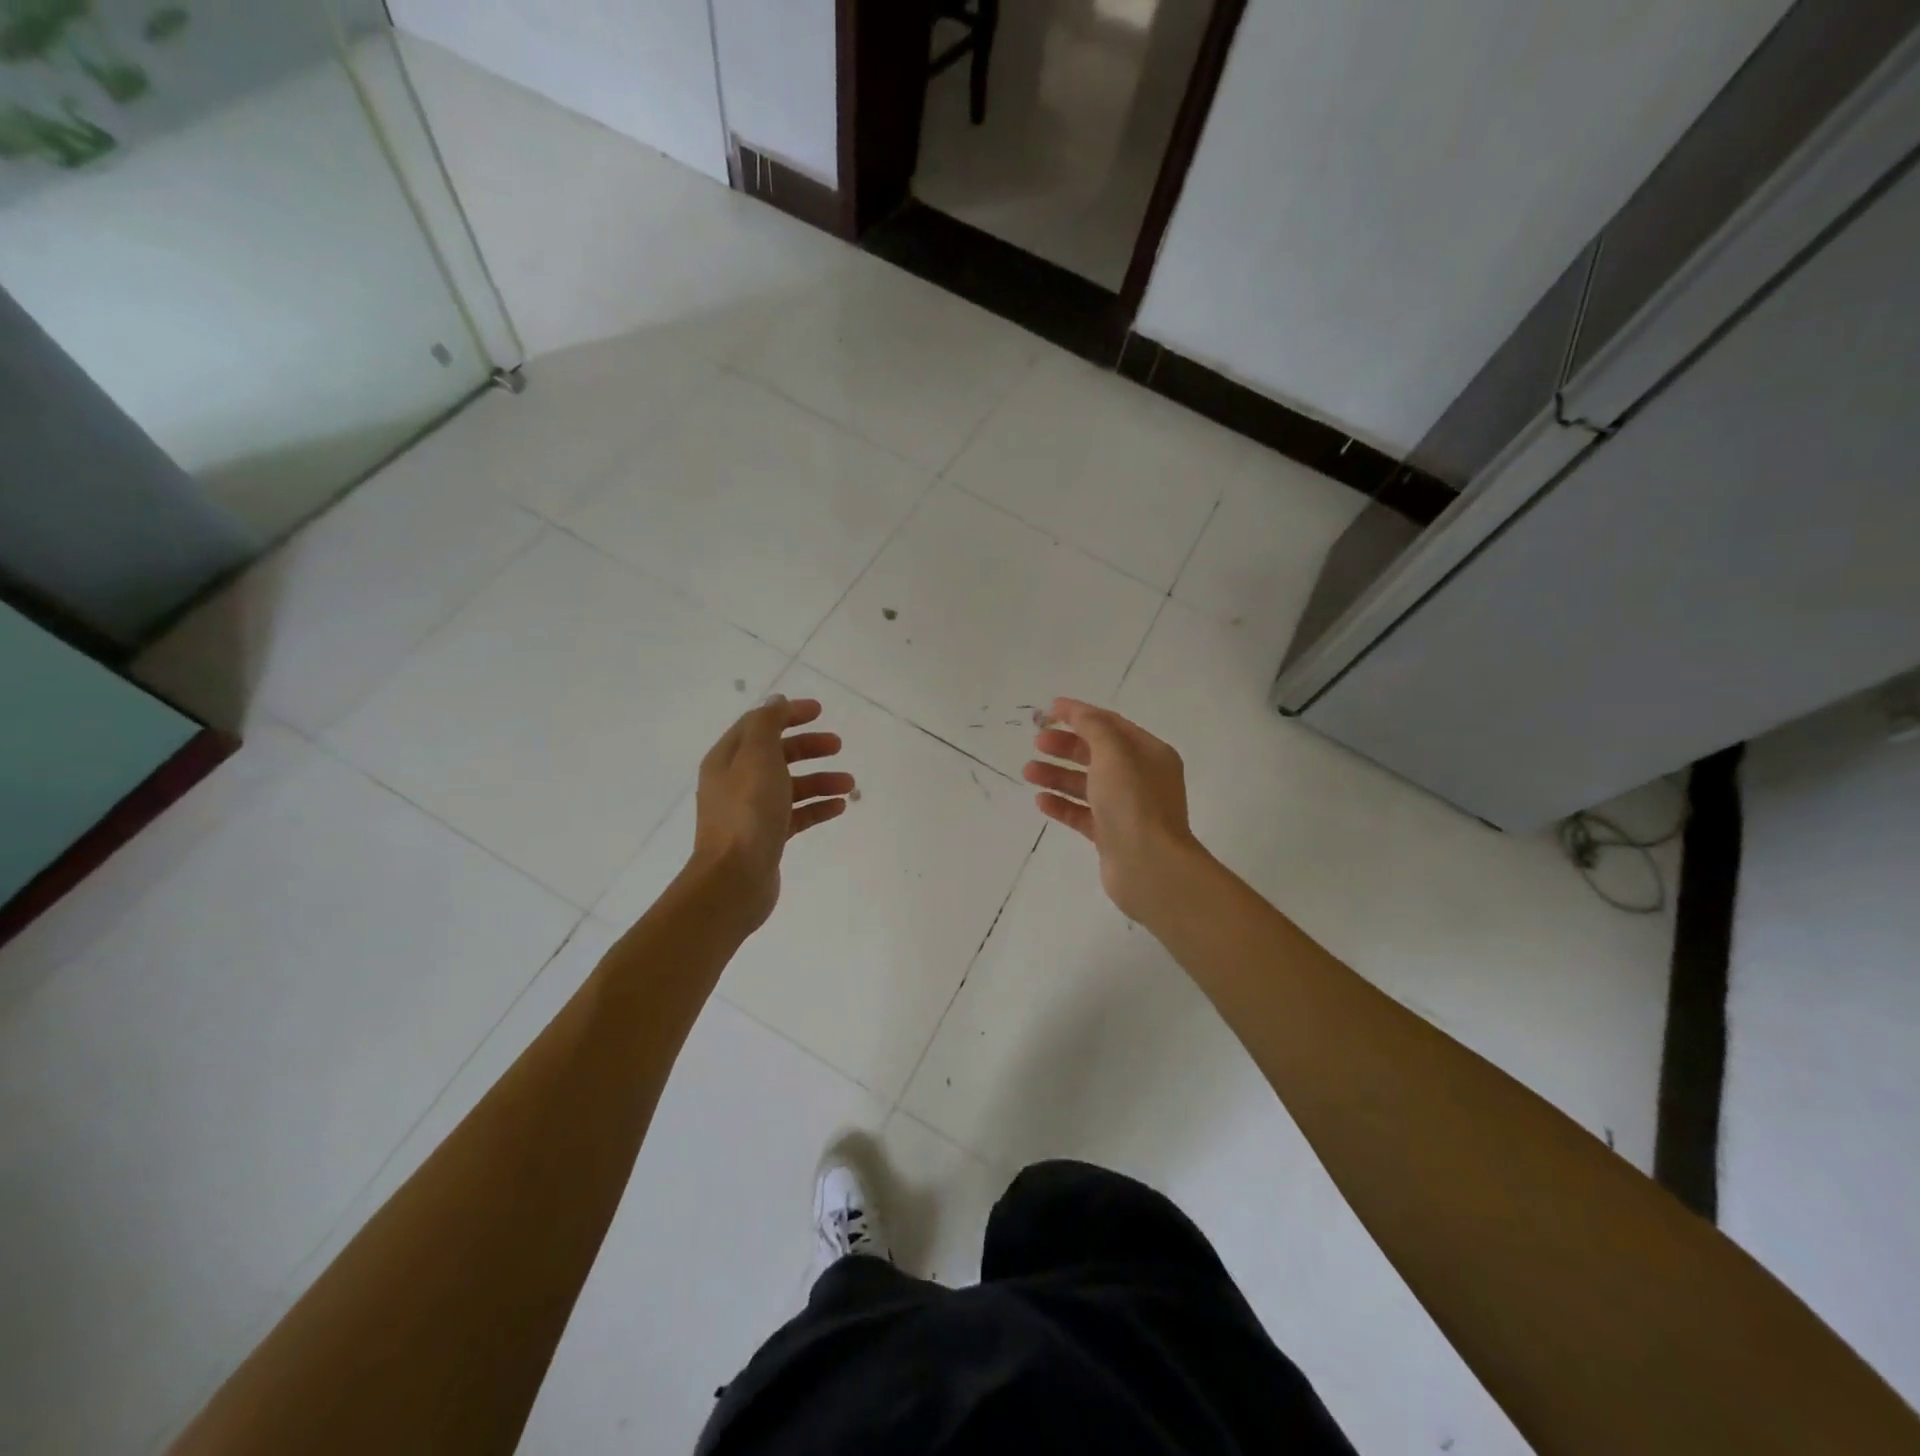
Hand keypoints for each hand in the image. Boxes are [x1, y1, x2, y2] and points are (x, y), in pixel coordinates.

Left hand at [688, 695, 853, 931]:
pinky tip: (839, 807)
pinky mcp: (766, 837)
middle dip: (808, 747)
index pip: (758, 725)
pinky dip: (817, 807)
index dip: (788, 714)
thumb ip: (767, 724)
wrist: (734, 880)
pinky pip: (795, 814)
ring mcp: (750, 812)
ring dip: (819, 779)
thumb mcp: (758, 757)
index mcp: (728, 759)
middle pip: (776, 754)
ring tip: (849, 784)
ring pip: (790, 785)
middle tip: (837, 745)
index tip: (820, 711)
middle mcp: (735, 782)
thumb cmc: (747, 813)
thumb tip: (776, 701)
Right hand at [1023, 697, 1206, 924]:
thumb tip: (1076, 712)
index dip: (1080, 714)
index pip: (1110, 725)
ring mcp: (1126, 808)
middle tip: (1037, 743)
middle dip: (1065, 746)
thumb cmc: (1133, 803)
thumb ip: (1093, 728)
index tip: (1048, 711)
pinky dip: (1062, 805)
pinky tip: (1041, 801)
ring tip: (1028, 772)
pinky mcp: (1112, 835)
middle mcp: (1141, 778)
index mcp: (1149, 753)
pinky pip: (1083, 814)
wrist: (1149, 866)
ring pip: (1087, 784)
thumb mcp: (1113, 754)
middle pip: (1097, 754)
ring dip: (1057, 775)